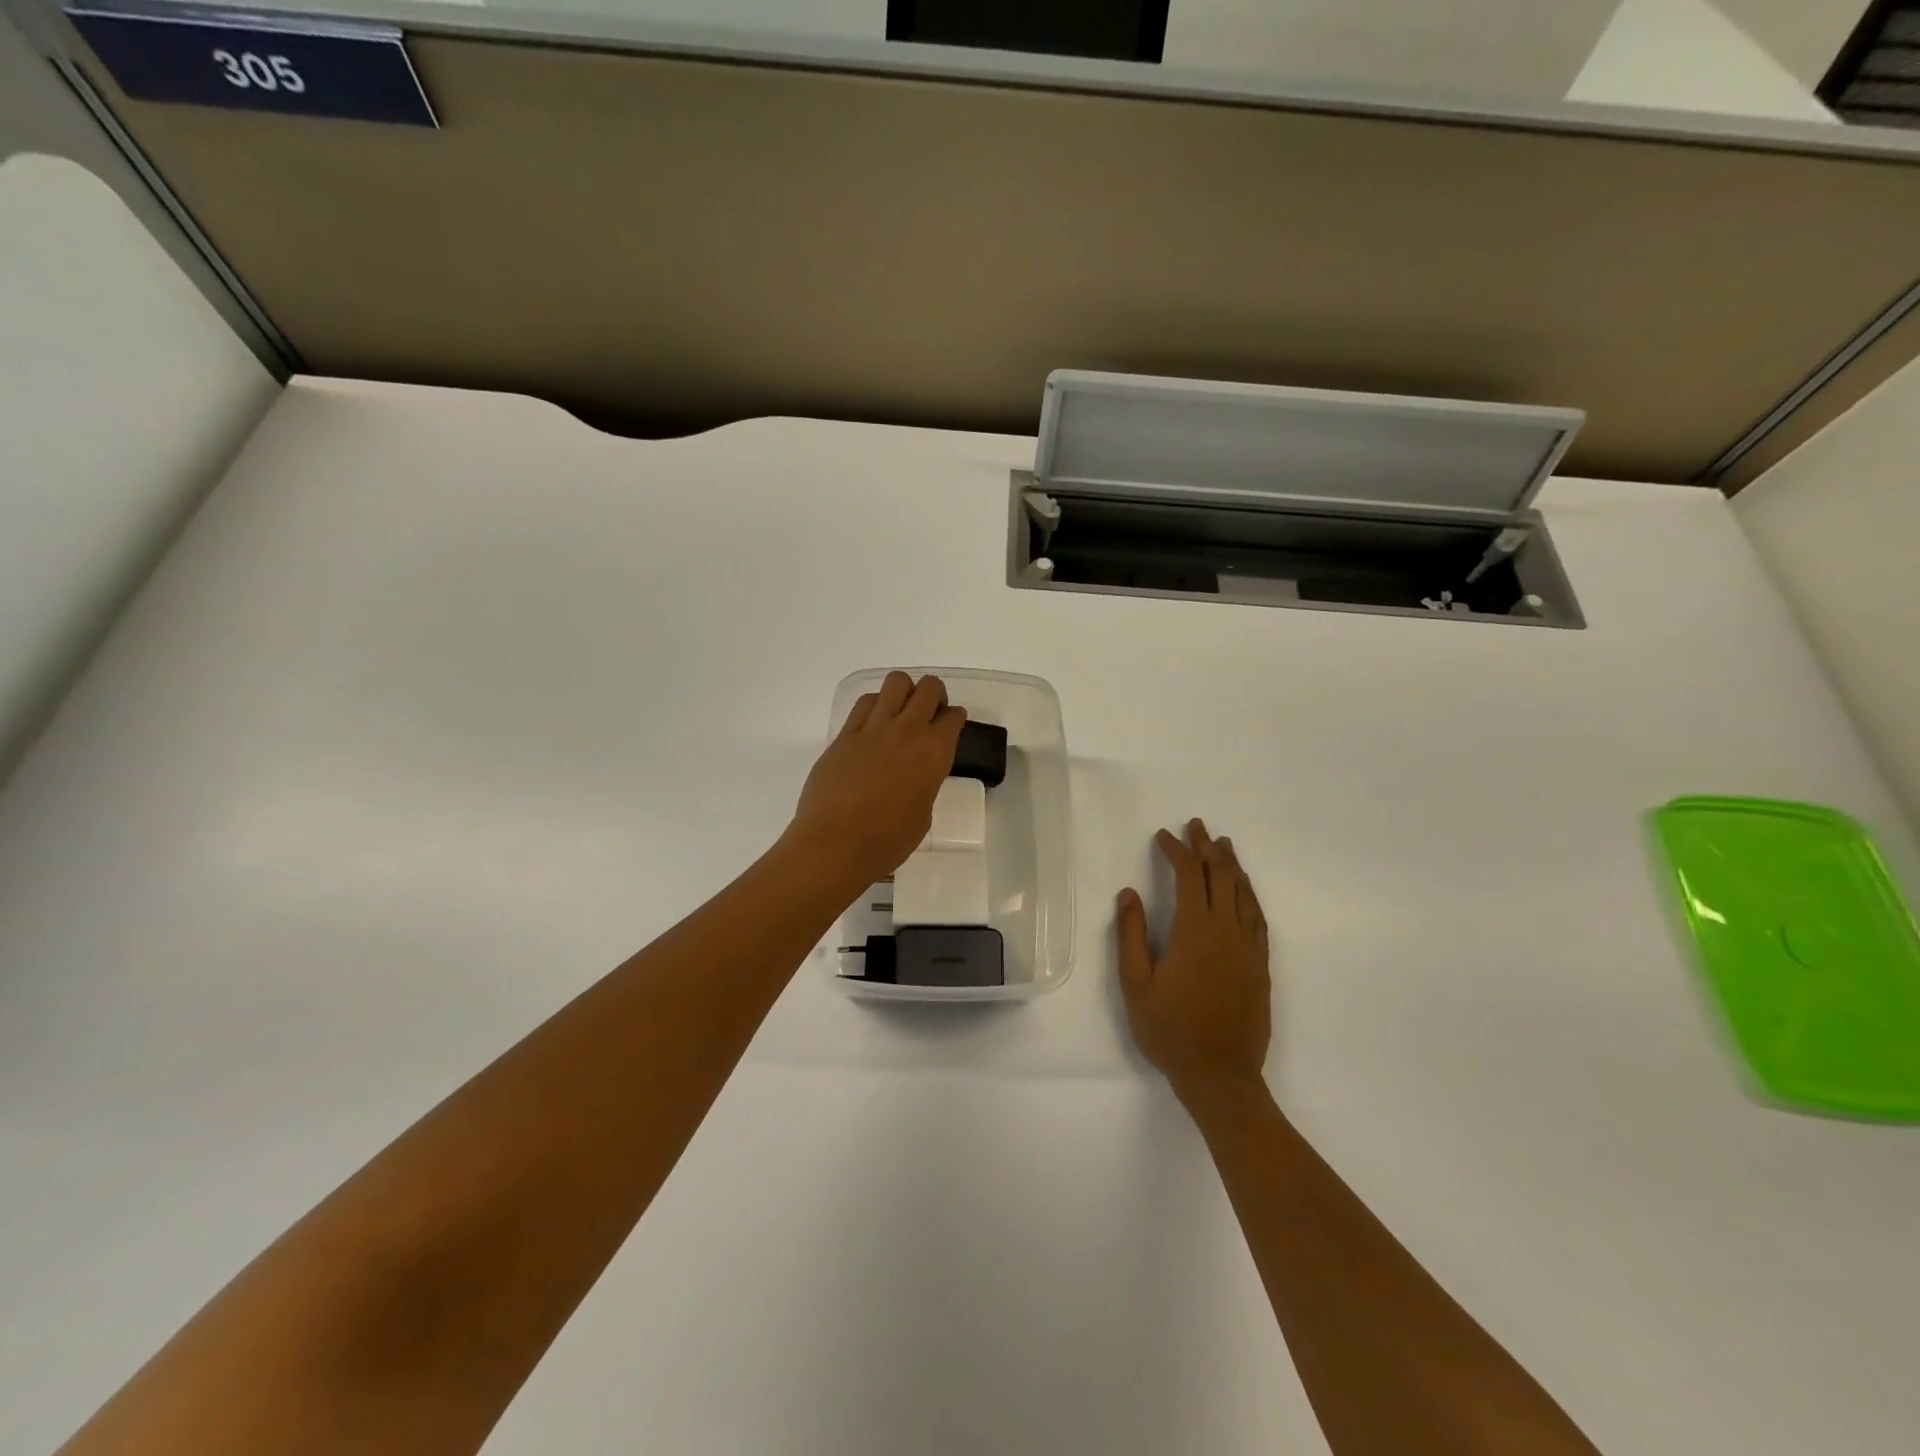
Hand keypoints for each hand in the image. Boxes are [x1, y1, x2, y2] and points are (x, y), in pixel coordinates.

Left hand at [791, 671, 966, 886]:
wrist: (835, 844)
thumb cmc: (887, 841)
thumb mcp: (923, 814)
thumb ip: (925, 784)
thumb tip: (915, 775)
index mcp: (934, 753)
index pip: (953, 717)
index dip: (954, 719)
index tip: (950, 727)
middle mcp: (908, 731)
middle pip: (929, 688)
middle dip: (934, 695)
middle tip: (929, 714)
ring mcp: (873, 728)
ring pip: (896, 683)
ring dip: (905, 692)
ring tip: (901, 713)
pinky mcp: (845, 734)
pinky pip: (865, 703)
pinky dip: (875, 705)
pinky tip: (873, 724)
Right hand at [1116, 819, 1271, 1104]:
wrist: (1220, 1075)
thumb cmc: (1170, 1029)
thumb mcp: (1135, 984)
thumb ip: (1131, 935)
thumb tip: (1129, 894)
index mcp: (1195, 930)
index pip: (1188, 875)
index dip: (1176, 850)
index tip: (1163, 836)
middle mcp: (1226, 930)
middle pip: (1220, 876)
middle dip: (1206, 846)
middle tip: (1196, 826)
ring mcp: (1248, 947)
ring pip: (1243, 893)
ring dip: (1231, 865)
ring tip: (1223, 844)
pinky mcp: (1260, 965)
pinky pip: (1258, 918)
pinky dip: (1249, 895)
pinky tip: (1244, 890)